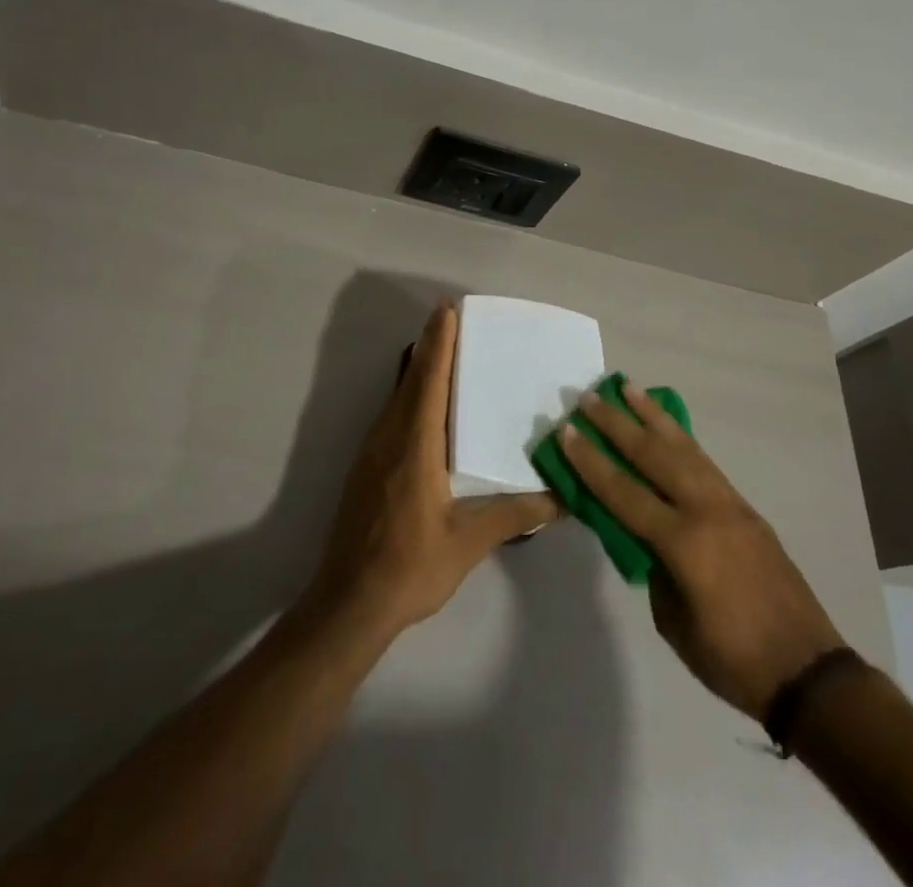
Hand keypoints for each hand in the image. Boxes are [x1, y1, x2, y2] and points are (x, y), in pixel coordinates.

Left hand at [310, 303, 559, 637]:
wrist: (348, 603)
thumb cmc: (409, 567)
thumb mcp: (468, 542)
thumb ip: (514, 515)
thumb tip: (564, 498)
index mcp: (415, 445)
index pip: (429, 380)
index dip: (439, 342)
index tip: (447, 309)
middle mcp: (390, 437)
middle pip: (411, 379)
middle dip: (430, 346)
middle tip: (451, 319)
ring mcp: (373, 451)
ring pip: (397, 396)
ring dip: (419, 369)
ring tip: (444, 353)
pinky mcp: (366, 467)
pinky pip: (391, 415)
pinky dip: (410, 395)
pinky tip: (425, 407)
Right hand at [560, 387, 845, 720]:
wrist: (807, 671)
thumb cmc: (732, 659)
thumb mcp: (674, 621)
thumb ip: (652, 567)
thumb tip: (641, 535)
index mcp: (683, 543)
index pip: (624, 492)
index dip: (591, 462)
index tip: (567, 431)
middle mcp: (705, 510)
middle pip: (653, 455)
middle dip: (617, 423)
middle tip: (589, 396)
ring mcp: (729, 504)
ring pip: (683, 448)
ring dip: (652, 416)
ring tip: (628, 388)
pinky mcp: (745, 507)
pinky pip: (704, 462)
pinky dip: (681, 438)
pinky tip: (668, 427)